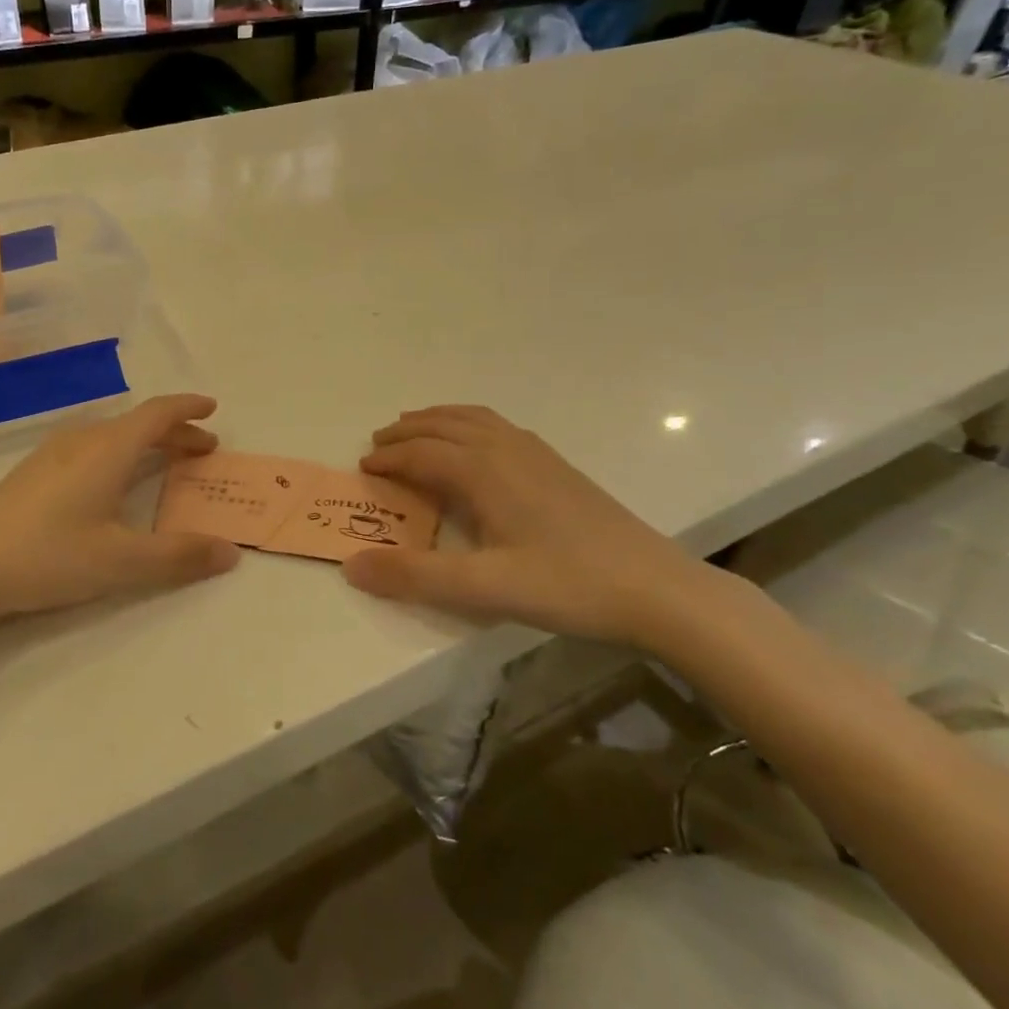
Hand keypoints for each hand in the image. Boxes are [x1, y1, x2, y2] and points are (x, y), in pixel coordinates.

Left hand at [0, 394, 241, 622]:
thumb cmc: (50, 556)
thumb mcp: (122, 562)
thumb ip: (179, 556)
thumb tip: (230, 552)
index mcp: (108, 449)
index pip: (158, 413)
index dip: (188, 407)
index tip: (213, 407)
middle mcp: (82, 440)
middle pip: (137, 424)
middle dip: (175, 432)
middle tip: (203, 449)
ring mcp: (53, 454)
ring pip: (112, 435)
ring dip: (146, 444)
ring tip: (165, 464)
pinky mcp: (33, 472)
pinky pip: (91, 448)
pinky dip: (120, 454)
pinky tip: (112, 483)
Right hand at [342, 405, 733, 649]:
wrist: (657, 589)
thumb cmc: (568, 585)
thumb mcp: (485, 588)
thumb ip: (415, 576)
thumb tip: (351, 565)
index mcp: (483, 470)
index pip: (421, 452)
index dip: (387, 458)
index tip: (362, 469)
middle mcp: (506, 449)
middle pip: (444, 425)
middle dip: (406, 430)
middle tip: (378, 443)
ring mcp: (536, 454)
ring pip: (474, 419)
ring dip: (438, 420)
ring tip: (416, 430)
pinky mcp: (557, 466)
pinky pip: (498, 427)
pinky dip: (469, 424)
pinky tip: (477, 447)